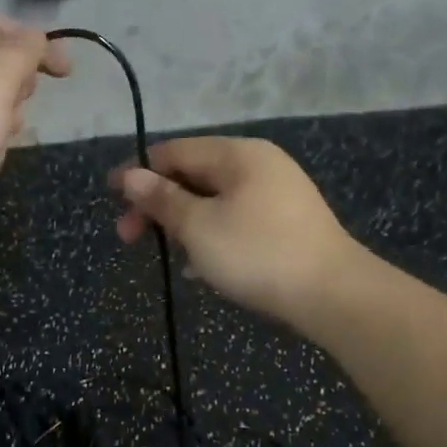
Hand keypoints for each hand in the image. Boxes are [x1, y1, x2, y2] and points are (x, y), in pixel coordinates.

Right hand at [111, 137, 357, 325]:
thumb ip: (162, 199)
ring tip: (169, 256)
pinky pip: (237, 220)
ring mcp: (277, 194)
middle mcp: (259, 165)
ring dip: (184, 224)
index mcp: (238, 154)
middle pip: (194, 175)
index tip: (112, 199)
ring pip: (214, 201)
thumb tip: (130, 175)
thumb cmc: (257, 253)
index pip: (174, 151)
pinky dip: (213, 236)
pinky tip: (201, 267)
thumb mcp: (198, 226)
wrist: (334, 295)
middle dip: (159, 205)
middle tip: (130, 237)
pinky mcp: (287, 224)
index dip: (139, 173)